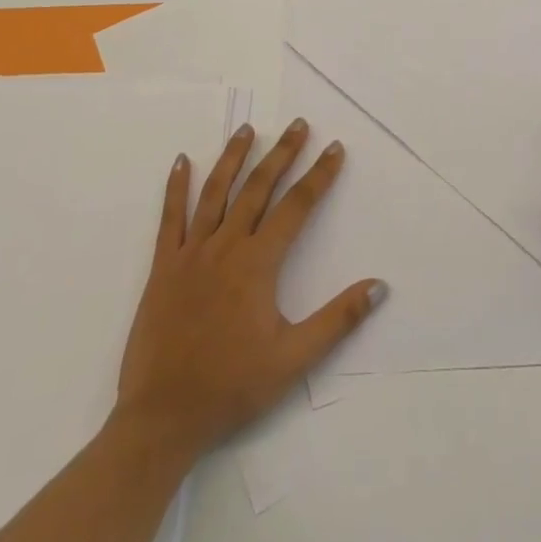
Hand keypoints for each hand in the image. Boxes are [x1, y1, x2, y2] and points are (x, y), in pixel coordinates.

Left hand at [115, 118, 385, 462]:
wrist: (162, 417)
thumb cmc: (231, 387)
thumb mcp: (293, 360)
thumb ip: (337, 320)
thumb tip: (378, 285)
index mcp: (258, 263)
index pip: (297, 207)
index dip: (319, 175)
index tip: (334, 148)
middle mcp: (226, 246)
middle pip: (259, 187)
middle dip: (282, 153)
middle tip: (299, 124)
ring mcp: (191, 253)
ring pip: (216, 192)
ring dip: (234, 157)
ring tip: (248, 129)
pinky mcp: (164, 267)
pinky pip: (170, 217)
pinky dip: (176, 187)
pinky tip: (182, 161)